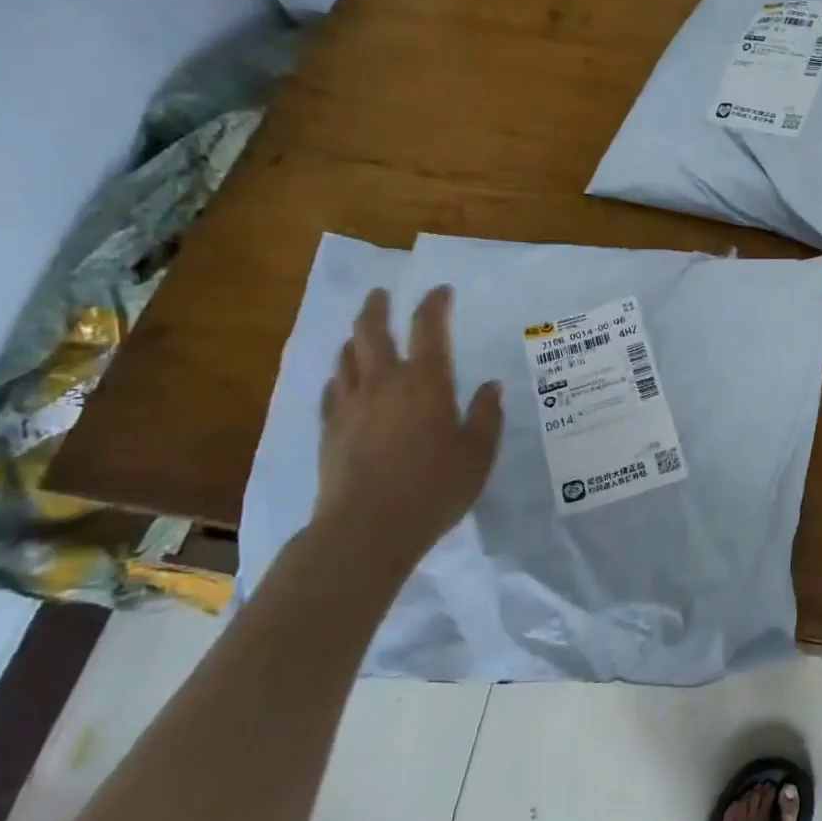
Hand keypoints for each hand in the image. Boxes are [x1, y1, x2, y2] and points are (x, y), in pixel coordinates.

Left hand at [315, 285, 502, 565]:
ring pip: (347, 357)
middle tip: (381, 294)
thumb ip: (486, 416)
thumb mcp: (478, 455)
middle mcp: (384, 383)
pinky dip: (339, 376)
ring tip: (361, 333)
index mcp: (426, 383)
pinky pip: (332, 390)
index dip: (434, 304)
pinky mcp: (330, 430)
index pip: (429, 328)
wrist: (368, 529)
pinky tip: (341, 380)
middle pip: (372, 331)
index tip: (440, 291)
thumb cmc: (434, 489)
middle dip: (377, 307)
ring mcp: (351, 405)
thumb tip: (491, 387)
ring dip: (355, 338)